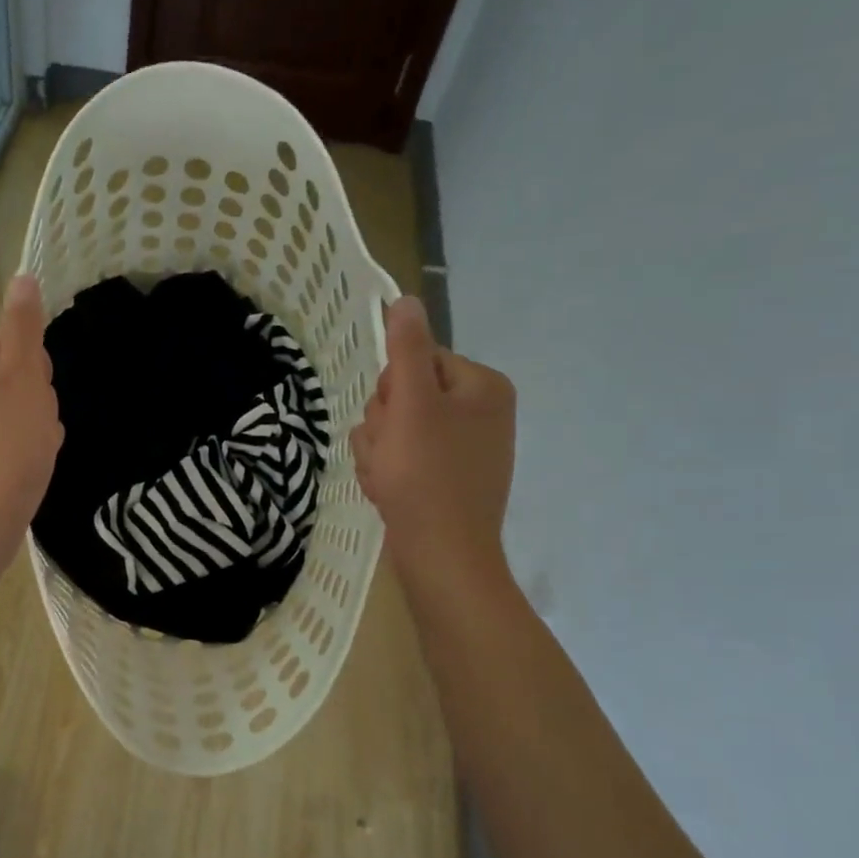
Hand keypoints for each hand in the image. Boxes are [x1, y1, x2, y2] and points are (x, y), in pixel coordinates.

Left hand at [0, 274, 62, 596]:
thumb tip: (22, 277)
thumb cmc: (1, 452)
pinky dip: (13, 461)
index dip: (36, 374)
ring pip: (7, 421)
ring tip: (31, 463)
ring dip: (31, 436)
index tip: (39, 403)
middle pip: (8, 384)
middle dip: (34, 407)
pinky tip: (20, 480)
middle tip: (38, 436)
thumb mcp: (22, 380)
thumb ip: (24, 328)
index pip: (10, 347)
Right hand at [351, 298, 516, 602]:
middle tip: (389, 456)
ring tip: (387, 479)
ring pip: (394, 429)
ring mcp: (463, 448)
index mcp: (481, 386)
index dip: (392, 392)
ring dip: (377, 452)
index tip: (395, 423)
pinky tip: (390, 493)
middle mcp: (479, 412)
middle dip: (382, 426)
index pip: (414, 361)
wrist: (442, 558)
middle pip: (402, 395)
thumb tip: (406, 299)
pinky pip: (402, 459)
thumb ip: (407, 350)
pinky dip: (387, 473)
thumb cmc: (426, 477)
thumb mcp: (412, 405)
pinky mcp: (446, 478)